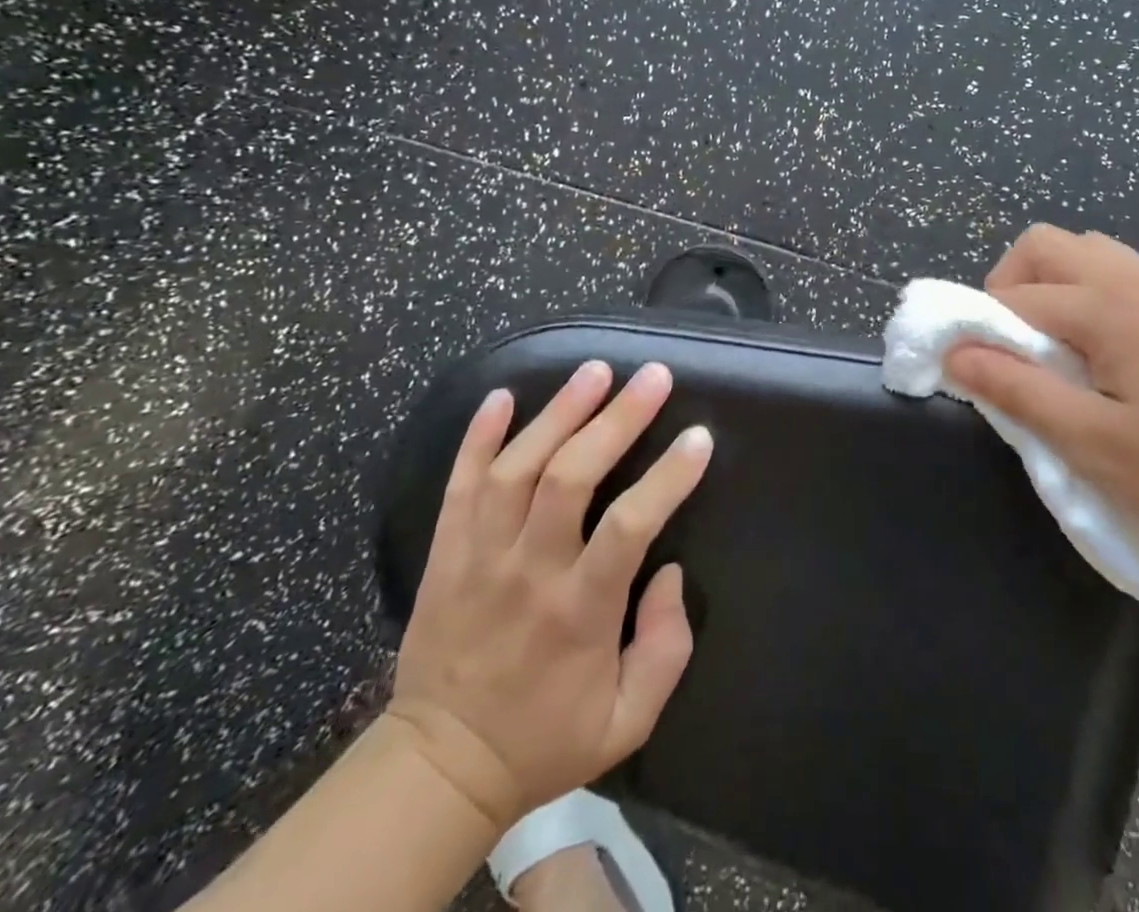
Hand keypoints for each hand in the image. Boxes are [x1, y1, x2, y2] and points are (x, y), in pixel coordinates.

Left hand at [385, 361, 711, 828]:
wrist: (439, 768)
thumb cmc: (547, 738)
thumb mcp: (627, 720)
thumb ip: (666, 648)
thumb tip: (670, 571)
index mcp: (579, 612)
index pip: (628, 527)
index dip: (667, 477)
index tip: (699, 437)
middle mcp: (528, 572)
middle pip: (569, 478)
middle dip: (616, 419)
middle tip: (652, 376)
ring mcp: (479, 557)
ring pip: (516, 469)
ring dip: (558, 412)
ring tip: (595, 370)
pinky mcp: (445, 553)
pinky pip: (458, 485)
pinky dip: (478, 436)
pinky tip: (503, 396)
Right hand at [944, 225, 1138, 570]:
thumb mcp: (1093, 443)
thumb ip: (1019, 392)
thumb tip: (956, 355)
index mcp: (1112, 308)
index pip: (1018, 296)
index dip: (980, 327)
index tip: (968, 369)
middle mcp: (1138, 282)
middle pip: (1047, 246)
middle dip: (1009, 285)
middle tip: (1009, 347)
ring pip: (1087, 254)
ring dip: (1051, 286)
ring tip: (1051, 348)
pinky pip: (1120, 275)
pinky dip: (1087, 295)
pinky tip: (1100, 354)